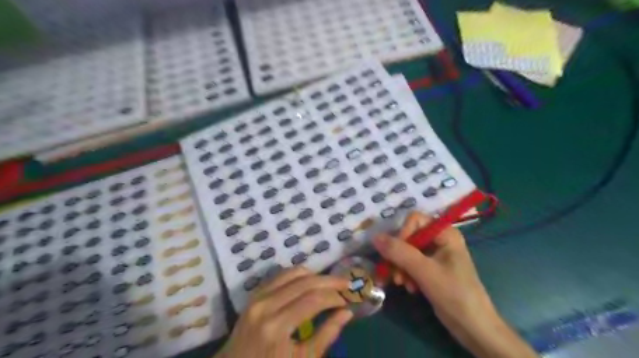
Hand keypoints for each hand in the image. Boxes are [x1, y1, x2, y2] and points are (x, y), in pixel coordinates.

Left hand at [217, 267, 351, 355]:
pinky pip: (280, 275)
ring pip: (293, 272)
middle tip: (346, 283)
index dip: (334, 297)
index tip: (347, 300)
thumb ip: (326, 335)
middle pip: (305, 282)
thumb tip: (347, 313)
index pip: (313, 300)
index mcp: (277, 327)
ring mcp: (258, 297)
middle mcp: (266, 305)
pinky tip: (309, 282)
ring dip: (315, 275)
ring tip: (329, 283)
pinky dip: (298, 275)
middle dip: (329, 281)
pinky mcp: (255, 294)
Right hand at [372, 213, 534, 357]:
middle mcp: (439, 239)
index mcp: (445, 233)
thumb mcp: (424, 271)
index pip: (414, 220)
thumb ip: (399, 252)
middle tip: (395, 274)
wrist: (473, 327)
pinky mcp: (430, 268)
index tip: (395, 254)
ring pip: (406, 251)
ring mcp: (435, 254)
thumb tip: (375, 237)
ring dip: (400, 267)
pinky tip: (409, 288)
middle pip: (408, 236)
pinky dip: (406, 274)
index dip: (402, 234)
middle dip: (399, 255)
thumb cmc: (454, 294)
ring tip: (402, 283)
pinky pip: (410, 263)